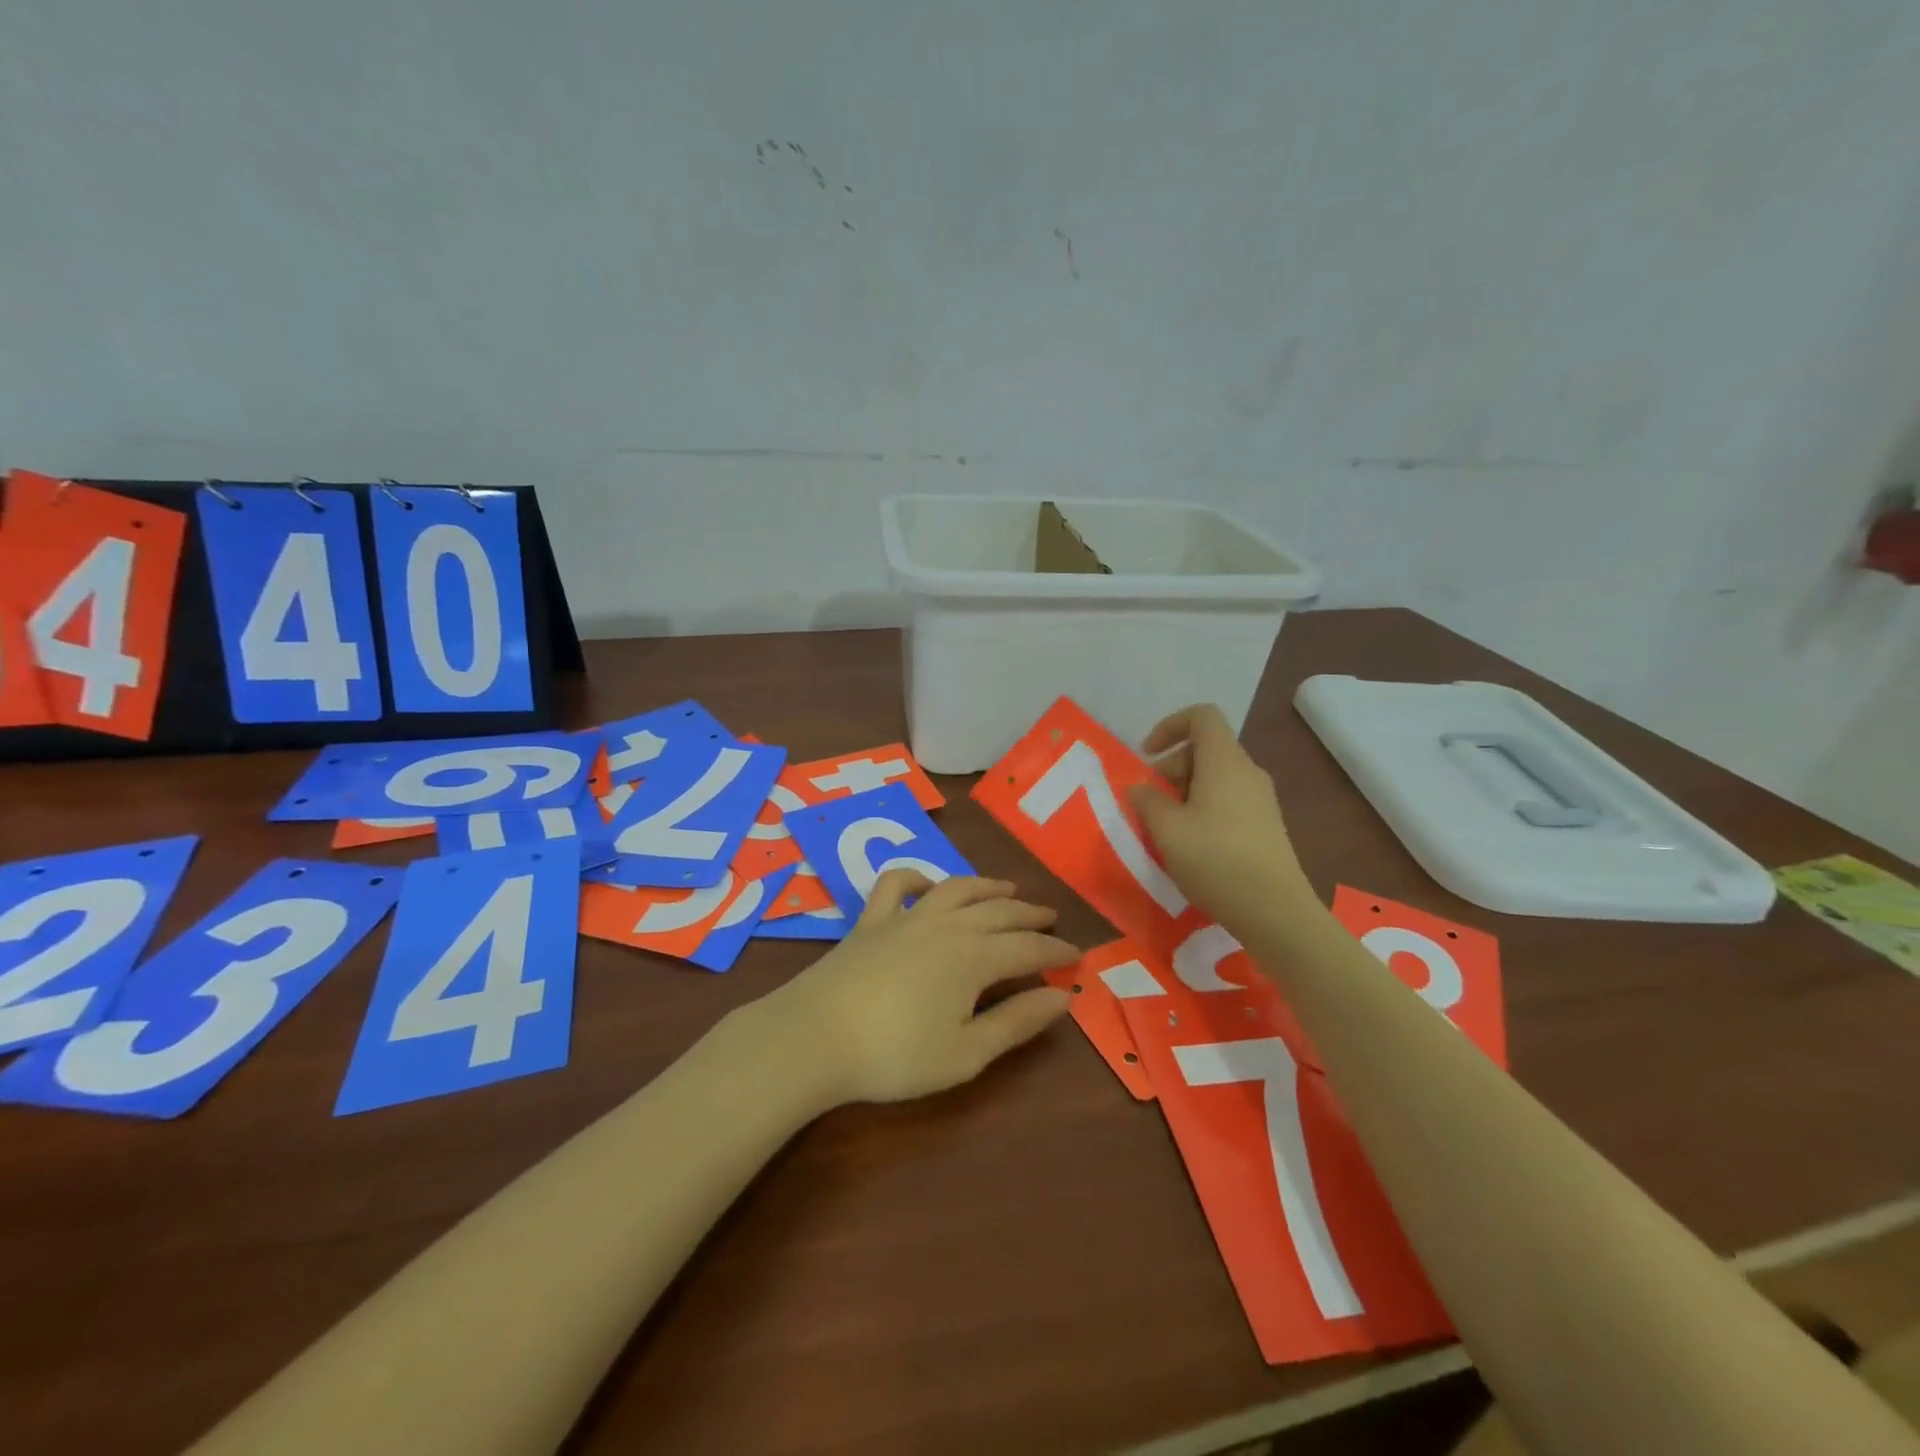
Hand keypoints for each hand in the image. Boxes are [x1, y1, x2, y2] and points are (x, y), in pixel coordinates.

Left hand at [763, 872, 1077, 1104]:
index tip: (1076, 955)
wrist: (814, 1037)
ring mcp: (905, 917)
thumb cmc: (896, 1054)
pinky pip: (896, 884)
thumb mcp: (966, 1052)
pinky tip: (928, 886)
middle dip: (1029, 915)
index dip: (1056, 952)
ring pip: (956, 888)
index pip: (1029, 948)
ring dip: (987, 886)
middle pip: (998, 911)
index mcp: (975, 957)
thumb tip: (1064, 997)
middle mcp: (947, 925)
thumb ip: (1017, 1022)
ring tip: (1008, 888)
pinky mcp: (871, 920)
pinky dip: (917, 877)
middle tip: (1050, 917)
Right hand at [1127, 704, 1312, 929]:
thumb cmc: (1215, 860)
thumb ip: (1146, 801)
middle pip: (1205, 749)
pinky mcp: (1267, 824)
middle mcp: (1247, 771)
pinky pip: (1228, 798)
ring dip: (1184, 792)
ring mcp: (1261, 798)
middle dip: (1171, 768)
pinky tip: (1191, 844)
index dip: (1170, 726)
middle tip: (1149, 803)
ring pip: (1215, 776)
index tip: (1147, 756)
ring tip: (1166, 828)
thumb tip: (1139, 788)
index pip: (1202, 716)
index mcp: (1224, 762)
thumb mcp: (1166, 829)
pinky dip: (1203, 807)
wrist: (1275, 911)